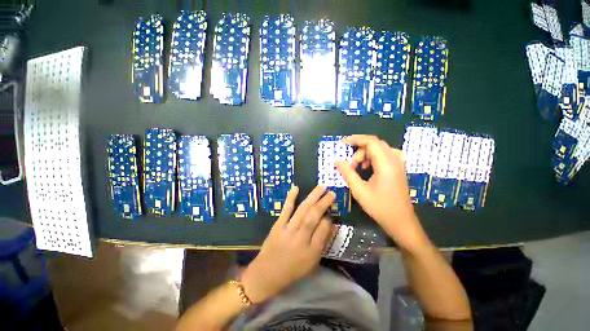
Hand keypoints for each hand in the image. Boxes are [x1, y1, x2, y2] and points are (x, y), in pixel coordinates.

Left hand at [241, 185, 335, 303]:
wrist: (266, 274)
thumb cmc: (292, 271)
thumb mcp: (312, 263)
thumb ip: (323, 243)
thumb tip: (333, 225)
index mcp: (311, 252)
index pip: (323, 230)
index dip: (329, 219)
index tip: (331, 212)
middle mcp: (300, 239)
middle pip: (313, 217)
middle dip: (324, 203)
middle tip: (332, 192)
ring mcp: (288, 230)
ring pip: (302, 210)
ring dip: (312, 197)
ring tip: (321, 187)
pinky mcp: (278, 225)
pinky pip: (286, 210)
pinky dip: (291, 198)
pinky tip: (296, 188)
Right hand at [335, 135, 426, 250]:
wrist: (401, 222)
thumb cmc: (380, 207)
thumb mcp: (359, 190)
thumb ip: (347, 173)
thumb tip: (336, 160)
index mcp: (386, 164)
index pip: (371, 142)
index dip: (355, 139)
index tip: (342, 143)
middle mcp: (394, 160)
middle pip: (374, 144)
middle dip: (358, 150)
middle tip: (350, 164)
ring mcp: (398, 164)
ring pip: (379, 149)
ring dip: (365, 154)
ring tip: (357, 168)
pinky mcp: (398, 169)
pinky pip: (384, 155)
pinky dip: (372, 158)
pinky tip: (367, 169)